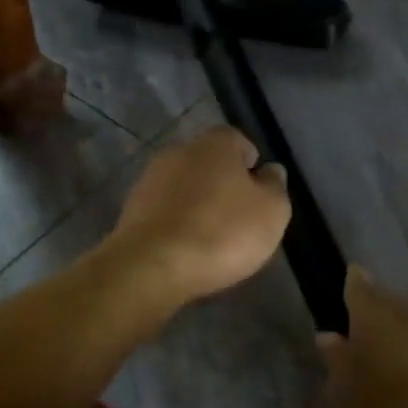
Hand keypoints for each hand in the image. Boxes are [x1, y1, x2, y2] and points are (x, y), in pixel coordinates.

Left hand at [106, 126, 290, 302]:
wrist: (151, 267)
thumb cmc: (222, 232)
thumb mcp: (271, 212)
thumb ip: (275, 186)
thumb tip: (271, 171)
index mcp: (215, 144)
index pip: (238, 140)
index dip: (251, 165)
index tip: (258, 194)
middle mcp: (179, 151)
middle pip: (209, 163)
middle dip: (223, 185)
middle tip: (239, 218)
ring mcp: (150, 180)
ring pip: (185, 187)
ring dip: (198, 206)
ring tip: (213, 240)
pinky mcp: (131, 210)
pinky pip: (165, 212)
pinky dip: (177, 224)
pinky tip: (187, 250)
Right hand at [316, 268, 407, 407]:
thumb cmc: (376, 405)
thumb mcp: (340, 388)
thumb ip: (335, 358)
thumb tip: (328, 337)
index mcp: (370, 313)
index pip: (358, 286)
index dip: (353, 283)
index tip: (351, 280)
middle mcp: (403, 311)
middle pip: (388, 299)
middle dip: (378, 307)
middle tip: (366, 324)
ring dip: (402, 328)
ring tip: (391, 348)